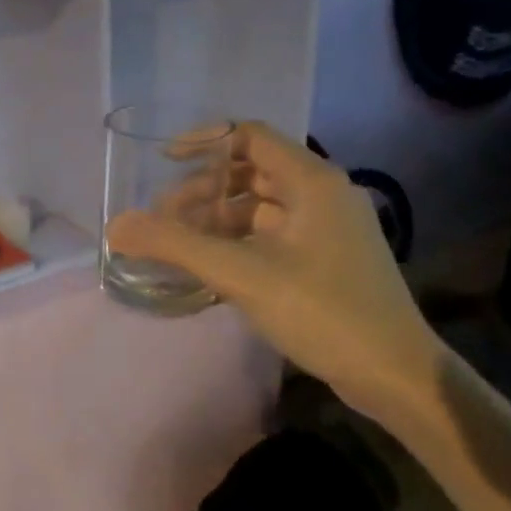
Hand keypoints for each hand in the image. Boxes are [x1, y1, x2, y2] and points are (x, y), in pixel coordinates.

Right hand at [105, 123, 442, 419]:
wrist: (395, 374)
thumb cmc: (323, 311)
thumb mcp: (242, 274)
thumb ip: (175, 245)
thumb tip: (115, 226)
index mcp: (311, 181)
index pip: (251, 135)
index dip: (205, 141)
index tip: (164, 161)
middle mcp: (322, 194)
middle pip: (252, 171)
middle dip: (203, 188)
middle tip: (163, 215)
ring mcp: (327, 228)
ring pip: (260, 205)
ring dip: (217, 217)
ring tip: (179, 243)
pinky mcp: (326, 259)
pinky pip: (271, 234)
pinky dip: (237, 241)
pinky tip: (209, 265)